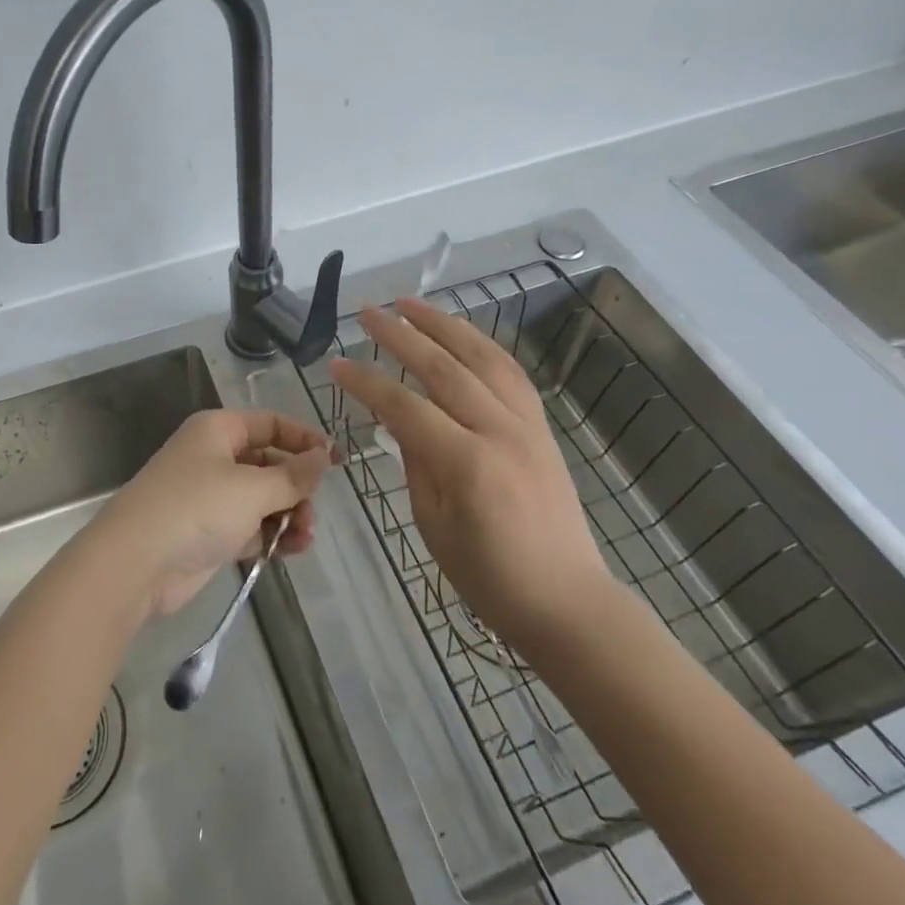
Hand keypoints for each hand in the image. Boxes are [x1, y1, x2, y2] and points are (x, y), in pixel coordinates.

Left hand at [90, 409, 330, 617]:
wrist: (136, 563)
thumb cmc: (196, 508)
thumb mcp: (252, 488)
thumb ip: (292, 476)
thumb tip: (323, 457)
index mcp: (218, 431)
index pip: (269, 424)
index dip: (303, 439)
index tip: (335, 460)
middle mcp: (214, 458)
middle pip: (268, 463)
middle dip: (296, 486)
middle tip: (313, 511)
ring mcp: (210, 497)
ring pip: (262, 498)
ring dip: (288, 515)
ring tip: (304, 537)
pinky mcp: (209, 533)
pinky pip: (250, 527)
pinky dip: (271, 536)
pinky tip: (292, 550)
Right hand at [328, 297, 611, 643]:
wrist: (568, 601)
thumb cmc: (490, 578)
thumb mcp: (434, 526)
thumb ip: (415, 462)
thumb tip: (397, 417)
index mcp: (467, 464)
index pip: (405, 406)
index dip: (366, 382)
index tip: (335, 363)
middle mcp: (500, 431)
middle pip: (444, 367)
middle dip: (401, 334)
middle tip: (368, 312)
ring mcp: (527, 424)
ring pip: (482, 357)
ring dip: (444, 324)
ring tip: (410, 303)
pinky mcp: (542, 426)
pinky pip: (509, 372)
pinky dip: (480, 345)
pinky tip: (460, 334)